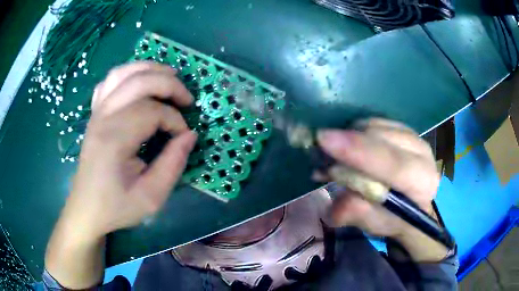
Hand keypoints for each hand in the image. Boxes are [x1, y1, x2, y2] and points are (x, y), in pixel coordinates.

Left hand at [64, 61, 196, 238]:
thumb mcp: (151, 197)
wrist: (87, 209)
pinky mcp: (95, 114)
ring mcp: (97, 112)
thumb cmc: (116, 206)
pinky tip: (138, 82)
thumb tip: (190, 136)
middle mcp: (104, 117)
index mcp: (115, 138)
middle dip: (170, 85)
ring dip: (149, 69)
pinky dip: (128, 74)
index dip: (175, 122)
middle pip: (140, 82)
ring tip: (170, 76)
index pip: (153, 112)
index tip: (183, 139)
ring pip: (123, 73)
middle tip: (187, 101)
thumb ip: (173, 165)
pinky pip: (109, 81)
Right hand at [317, 119, 446, 260]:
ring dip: (349, 136)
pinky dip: (355, 131)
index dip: (359, 152)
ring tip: (333, 153)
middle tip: (319, 149)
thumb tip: (335, 205)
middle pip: (381, 137)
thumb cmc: (396, 217)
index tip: (324, 140)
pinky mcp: (402, 127)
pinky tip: (347, 147)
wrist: (414, 201)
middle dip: (347, 141)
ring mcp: (413, 135)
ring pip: (375, 125)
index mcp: (421, 182)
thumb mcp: (376, 223)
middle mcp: (421, 151)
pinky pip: (373, 122)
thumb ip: (357, 214)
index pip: (393, 164)